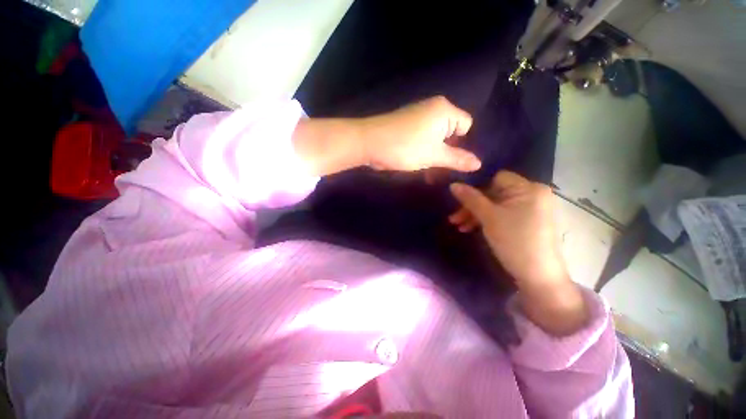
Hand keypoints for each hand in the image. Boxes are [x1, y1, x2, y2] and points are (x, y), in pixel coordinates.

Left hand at [358, 96, 480, 171]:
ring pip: (435, 138)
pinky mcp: (406, 125)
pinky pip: (423, 138)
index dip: (462, 144)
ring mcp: (418, 116)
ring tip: (428, 173)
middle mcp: (433, 108)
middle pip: (451, 132)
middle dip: (447, 153)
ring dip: (434, 156)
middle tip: (440, 171)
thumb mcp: (434, 156)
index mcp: (444, 110)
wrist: (369, 142)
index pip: (467, 125)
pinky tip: (417, 164)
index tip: (451, 160)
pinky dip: (423, 151)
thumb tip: (479, 164)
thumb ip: (457, 159)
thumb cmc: (405, 147)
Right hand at [449, 171, 587, 335]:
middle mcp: (533, 194)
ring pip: (496, 205)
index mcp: (528, 188)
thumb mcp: (488, 218)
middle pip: (494, 193)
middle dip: (472, 206)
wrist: (539, 276)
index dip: (476, 189)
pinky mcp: (529, 221)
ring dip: (476, 214)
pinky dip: (488, 220)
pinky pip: (503, 214)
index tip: (460, 202)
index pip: (496, 178)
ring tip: (460, 227)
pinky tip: (472, 228)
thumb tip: (452, 184)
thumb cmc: (514, 241)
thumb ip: (470, 198)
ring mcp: (532, 208)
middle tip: (455, 219)